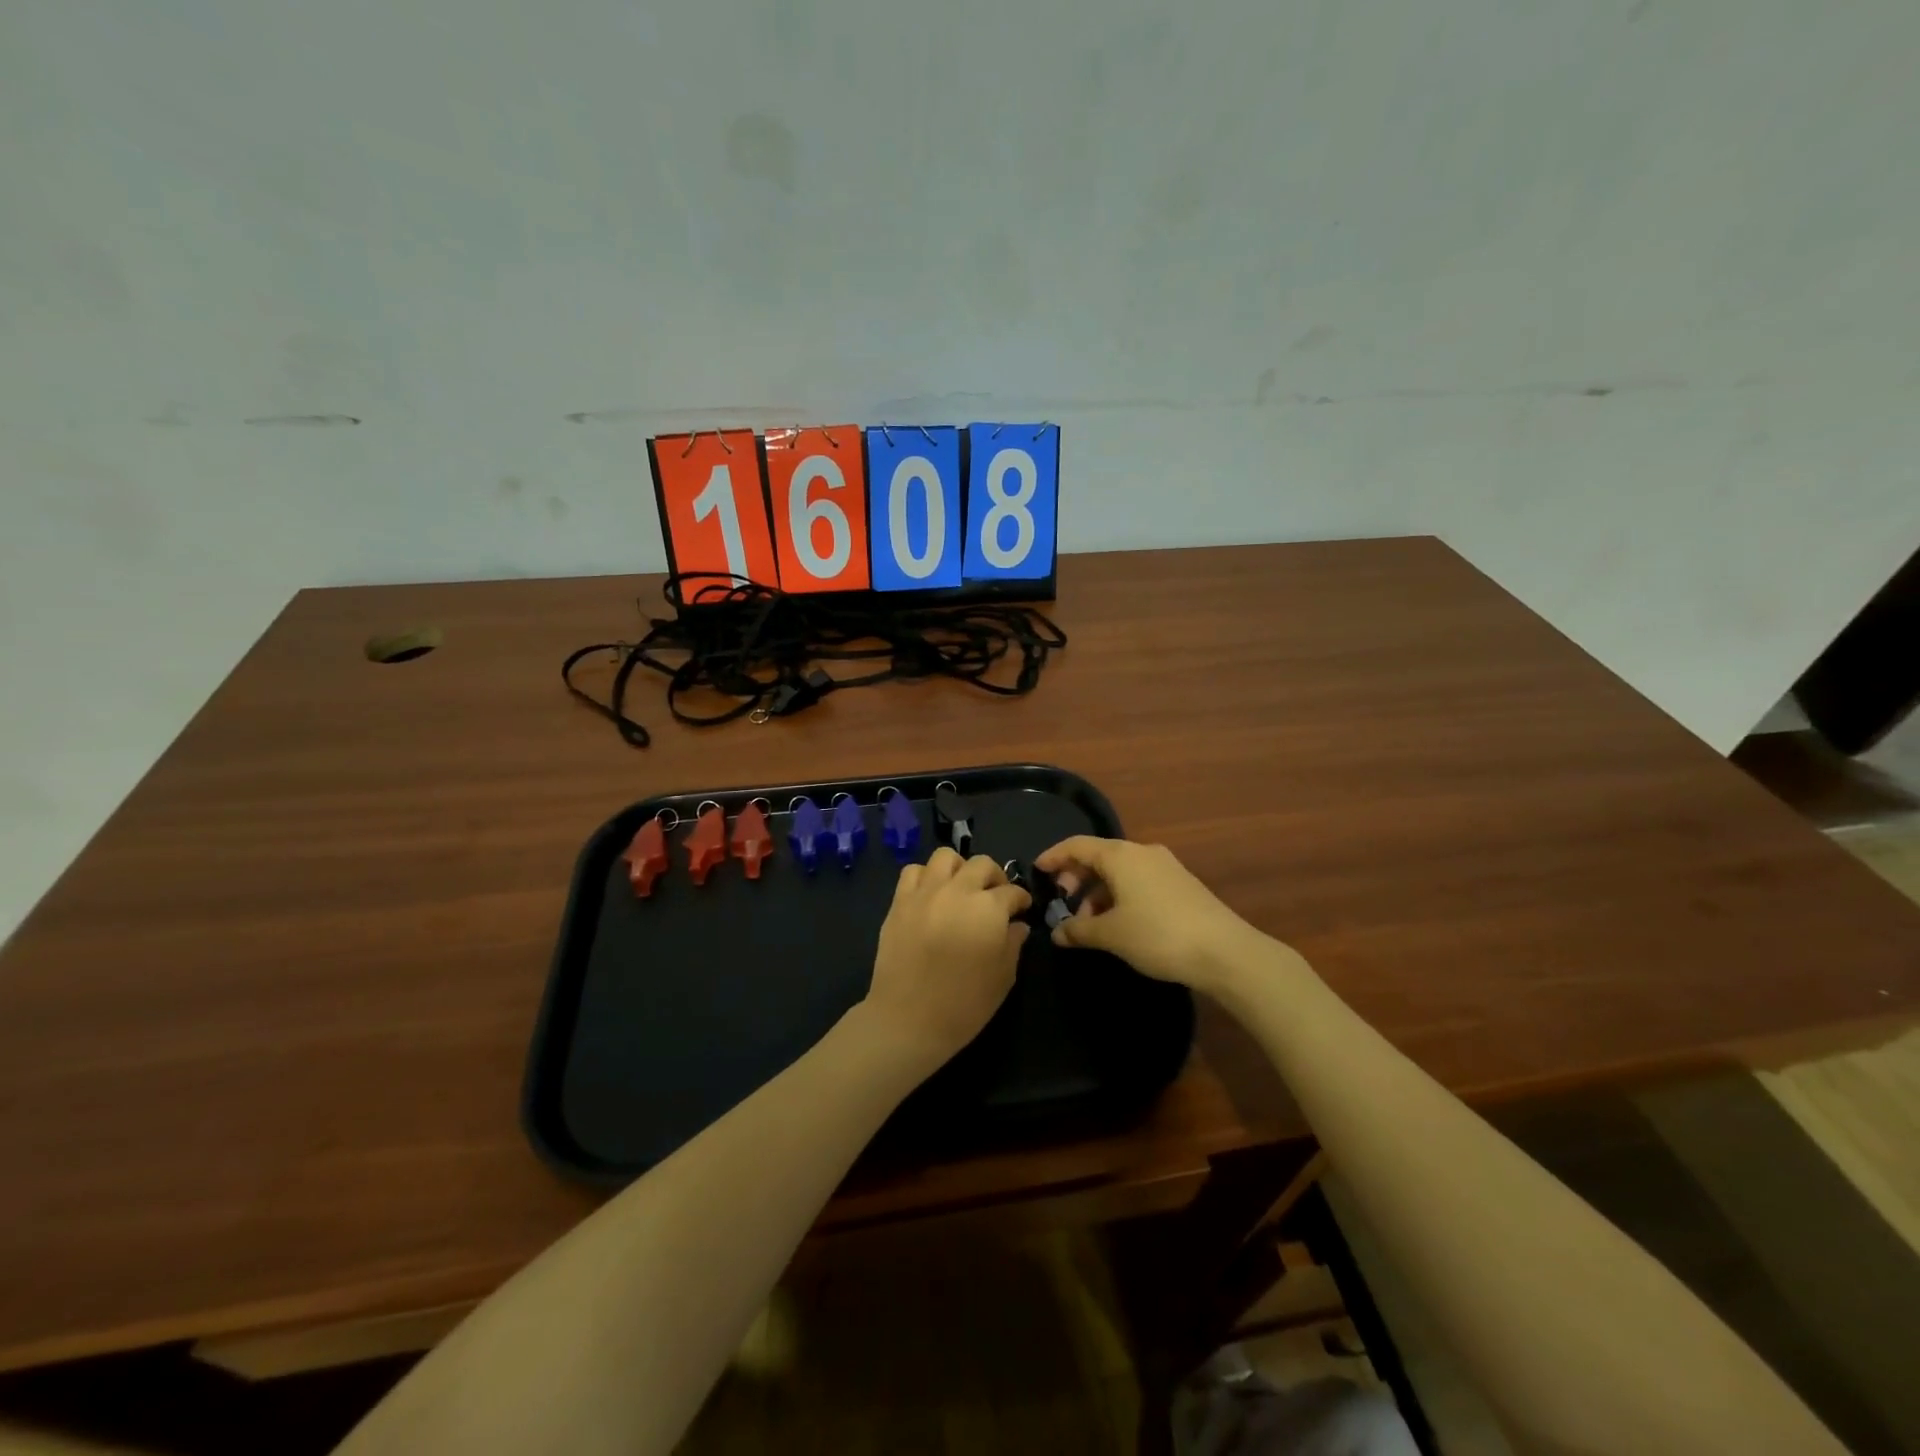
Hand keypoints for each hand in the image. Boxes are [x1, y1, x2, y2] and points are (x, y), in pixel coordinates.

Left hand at [862, 849, 1030, 1073]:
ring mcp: (925, 892)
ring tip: (961, 889)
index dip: (1021, 900)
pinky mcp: (900, 901)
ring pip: (946, 857)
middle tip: (995, 896)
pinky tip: (931, 895)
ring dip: (960, 868)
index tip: (1022, 910)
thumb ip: (1013, 944)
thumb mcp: (1003, 978)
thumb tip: (1017, 925)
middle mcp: (958, 891)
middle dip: (995, 877)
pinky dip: (926, 877)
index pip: (1012, 892)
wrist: (908, 1019)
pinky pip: (913, 871)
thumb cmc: (964, 1004)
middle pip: (982, 864)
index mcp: (988, 908)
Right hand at [1034, 837, 1270, 993]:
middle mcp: (1142, 852)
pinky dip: (1120, 895)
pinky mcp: (1181, 884)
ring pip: (1120, 871)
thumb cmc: (1158, 935)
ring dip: (1099, 891)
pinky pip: (1139, 881)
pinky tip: (1120, 923)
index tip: (1037, 871)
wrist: (1225, 951)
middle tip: (1064, 903)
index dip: (1054, 856)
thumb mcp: (1111, 935)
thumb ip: (1079, 930)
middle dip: (1077, 878)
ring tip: (1092, 923)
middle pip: (1099, 856)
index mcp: (1120, 855)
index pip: (1077, 845)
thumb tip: (1058, 932)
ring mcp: (1165, 867)